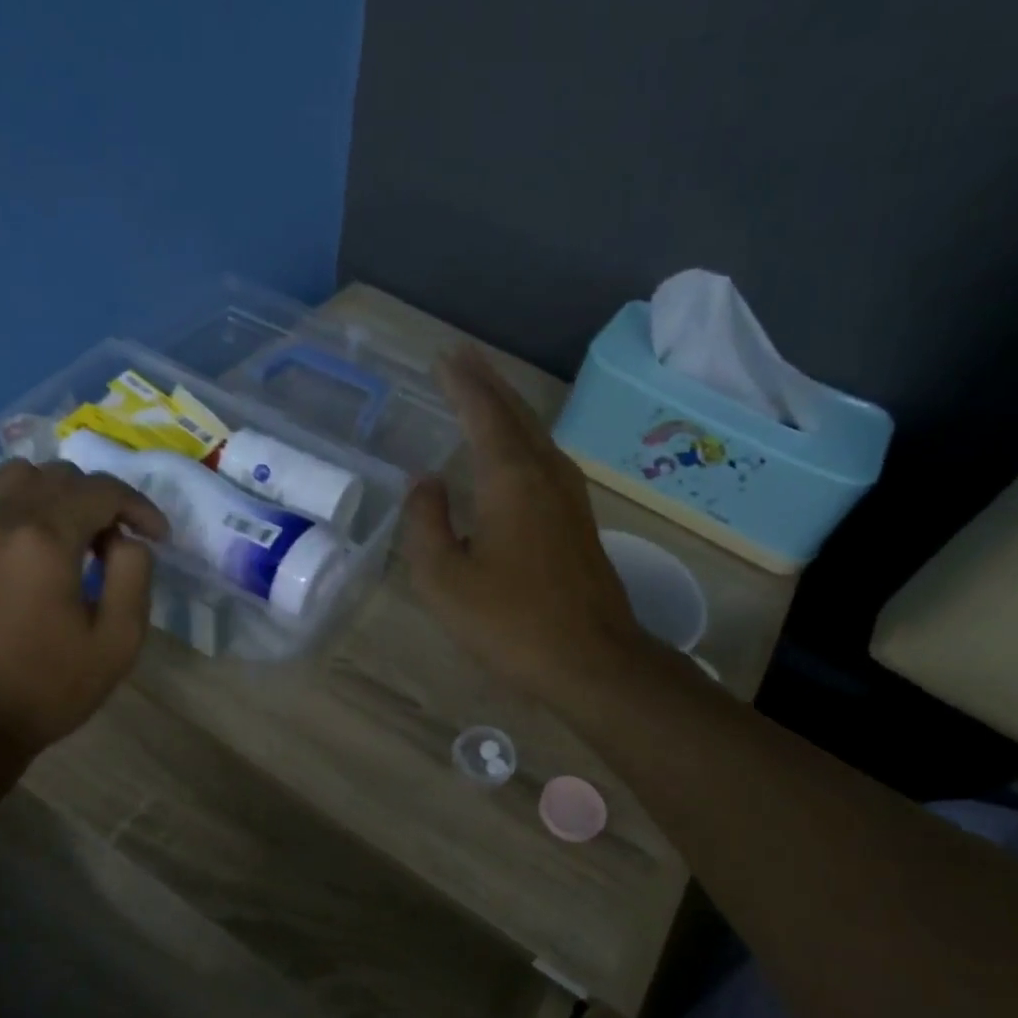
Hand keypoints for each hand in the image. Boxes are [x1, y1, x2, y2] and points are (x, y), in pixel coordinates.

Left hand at [0, 460, 169, 752]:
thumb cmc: (46, 687)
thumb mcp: (117, 641)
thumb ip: (132, 576)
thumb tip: (126, 541)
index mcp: (43, 538)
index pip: (102, 490)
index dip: (140, 507)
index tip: (159, 536)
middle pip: (58, 475)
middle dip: (100, 499)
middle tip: (116, 542)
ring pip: (17, 478)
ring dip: (57, 496)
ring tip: (74, 538)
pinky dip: (24, 512)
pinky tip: (36, 557)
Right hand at [403, 345, 647, 703]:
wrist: (592, 661)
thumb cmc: (509, 622)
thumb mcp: (444, 579)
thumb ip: (426, 523)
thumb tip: (425, 481)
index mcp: (511, 480)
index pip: (483, 413)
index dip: (461, 383)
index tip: (442, 356)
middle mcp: (546, 475)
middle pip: (516, 414)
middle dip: (487, 383)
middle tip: (461, 357)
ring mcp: (570, 497)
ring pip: (536, 435)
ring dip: (508, 408)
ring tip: (484, 392)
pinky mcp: (580, 522)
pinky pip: (546, 459)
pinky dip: (523, 439)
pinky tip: (516, 452)